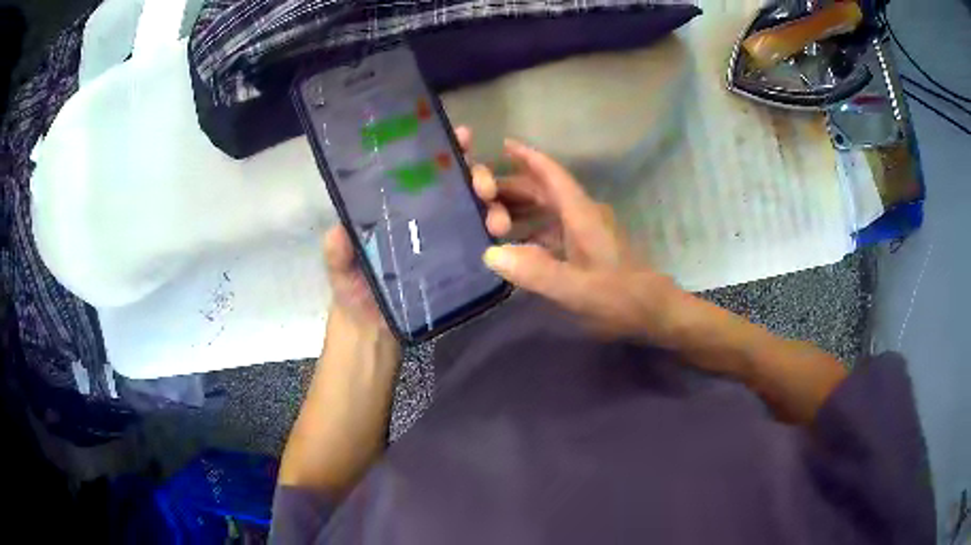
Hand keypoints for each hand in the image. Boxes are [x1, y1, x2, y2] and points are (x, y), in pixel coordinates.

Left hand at [322, 127, 506, 334]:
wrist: (372, 330)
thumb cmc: (354, 291)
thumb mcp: (340, 268)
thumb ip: (337, 251)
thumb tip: (338, 229)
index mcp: (399, 206)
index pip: (424, 170)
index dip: (443, 149)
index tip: (461, 136)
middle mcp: (426, 215)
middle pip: (459, 184)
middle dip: (479, 175)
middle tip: (484, 186)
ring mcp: (446, 238)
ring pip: (477, 210)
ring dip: (494, 207)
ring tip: (497, 220)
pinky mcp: (459, 264)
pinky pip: (482, 243)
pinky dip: (494, 235)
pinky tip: (500, 236)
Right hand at [475, 140, 683, 342]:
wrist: (653, 311)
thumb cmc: (620, 297)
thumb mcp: (577, 289)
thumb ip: (536, 272)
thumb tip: (491, 253)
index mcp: (581, 214)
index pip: (552, 176)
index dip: (529, 157)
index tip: (503, 144)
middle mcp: (582, 216)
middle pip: (543, 192)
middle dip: (512, 189)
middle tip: (478, 197)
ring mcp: (585, 232)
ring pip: (547, 210)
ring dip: (519, 211)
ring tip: (488, 219)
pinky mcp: (586, 249)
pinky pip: (551, 230)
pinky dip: (530, 232)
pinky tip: (513, 246)